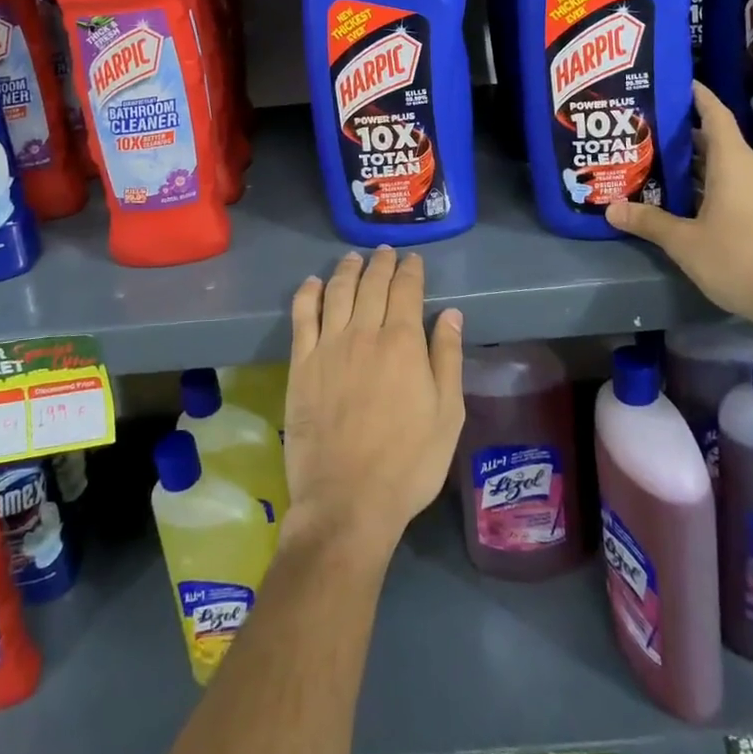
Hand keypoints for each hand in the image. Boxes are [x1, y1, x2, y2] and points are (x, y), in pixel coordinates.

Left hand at [282, 248, 464, 561]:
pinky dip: (309, 293)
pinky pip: (302, 316)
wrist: (347, 500)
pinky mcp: (301, 364)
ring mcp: (328, 346)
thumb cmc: (408, 462)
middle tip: (385, 252)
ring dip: (347, 269)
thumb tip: (451, 314)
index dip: (411, 271)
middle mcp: (364, 333)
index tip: (413, 261)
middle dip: (381, 264)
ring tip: (354, 258)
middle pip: (372, 284)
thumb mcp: (447, 415)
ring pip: (337, 291)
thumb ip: (448, 358)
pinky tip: (313, 283)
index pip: (406, 290)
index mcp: (403, 343)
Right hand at [607, 81, 752, 331]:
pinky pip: (736, 187)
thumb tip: (611, 208)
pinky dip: (711, 185)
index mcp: (734, 163)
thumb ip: (648, 221)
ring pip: (726, 166)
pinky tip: (687, 201)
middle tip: (649, 131)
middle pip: (717, 141)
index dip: (697, 96)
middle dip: (685, 134)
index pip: (716, 115)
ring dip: (697, 164)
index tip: (676, 82)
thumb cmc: (740, 259)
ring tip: (660, 164)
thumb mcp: (684, 242)